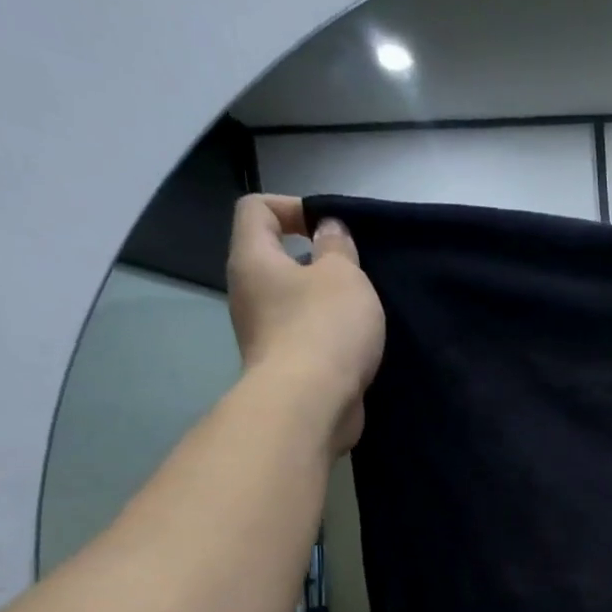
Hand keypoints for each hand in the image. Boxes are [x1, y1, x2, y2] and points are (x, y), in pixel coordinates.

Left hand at [226, 194, 384, 452]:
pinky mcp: (284, 367)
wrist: (310, 405)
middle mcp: (248, 293)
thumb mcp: (343, 275)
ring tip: (363, 312)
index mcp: (253, 259)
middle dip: (316, 260)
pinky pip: (306, 337)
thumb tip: (327, 230)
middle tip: (355, 273)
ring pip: (294, 302)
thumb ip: (337, 247)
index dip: (292, 206)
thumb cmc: (324, 328)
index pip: (255, 209)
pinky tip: (358, 346)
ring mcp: (263, 334)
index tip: (330, 227)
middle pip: (277, 259)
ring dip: (326, 303)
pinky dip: (329, 337)